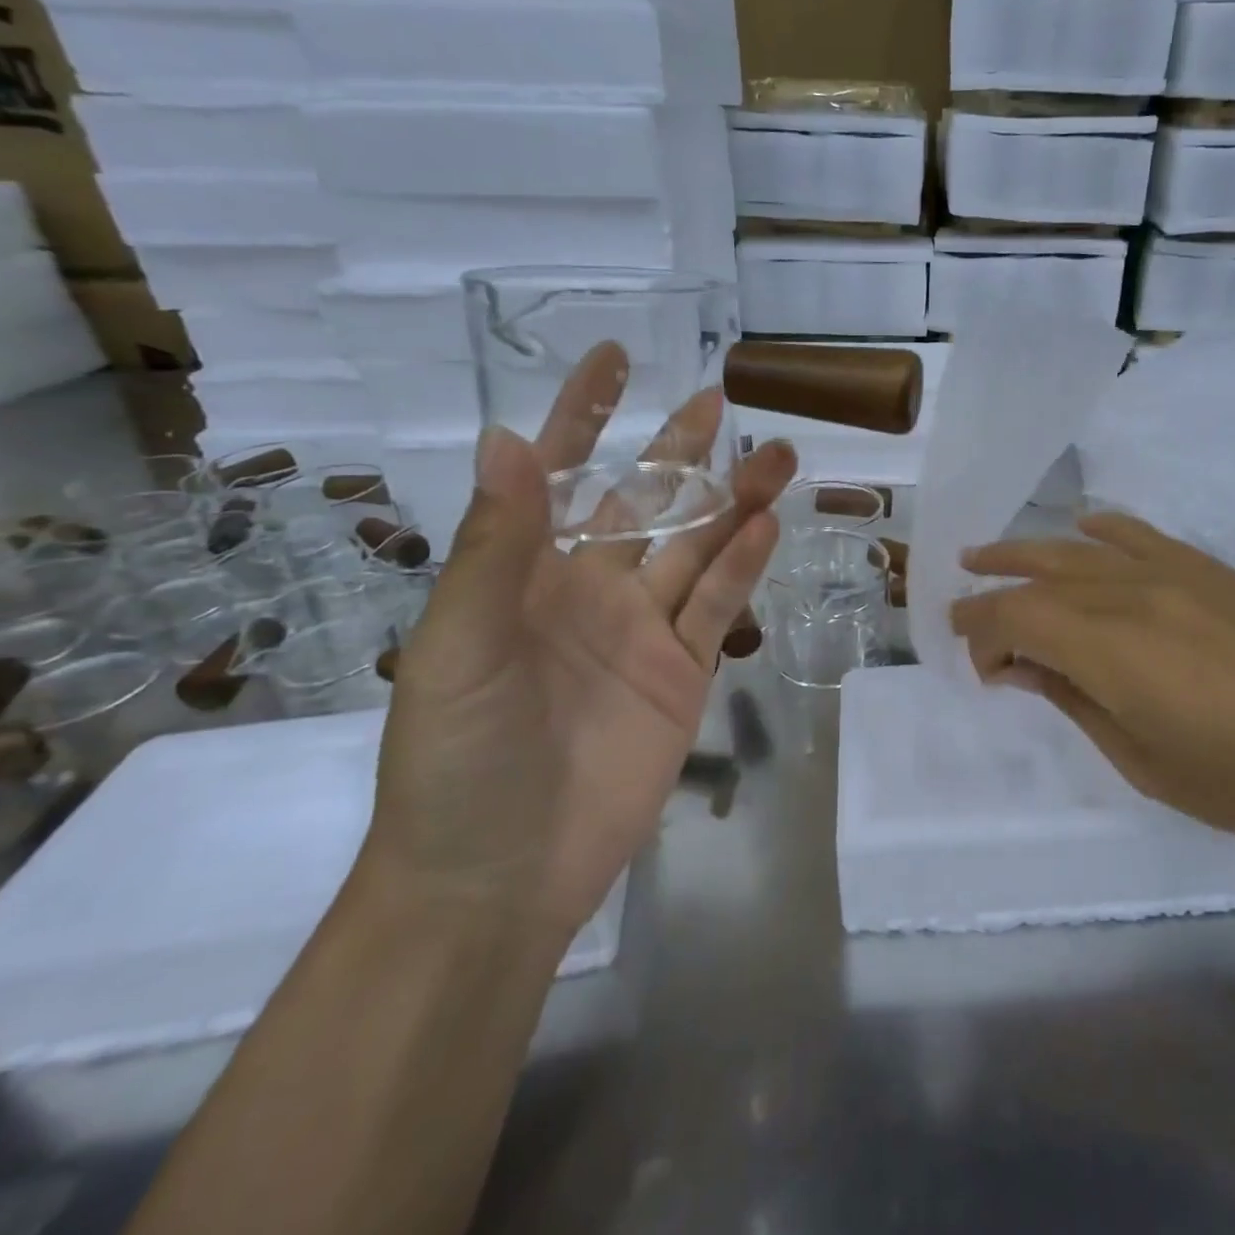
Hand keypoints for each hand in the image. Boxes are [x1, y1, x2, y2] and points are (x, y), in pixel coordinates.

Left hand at [362, 344, 796, 940]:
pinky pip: (717, 607)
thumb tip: (504, 439)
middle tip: (720, 400)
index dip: (582, 415)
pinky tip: (767, 525)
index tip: (614, 359)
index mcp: (524, 573)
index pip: (555, 476)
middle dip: (678, 451)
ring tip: (777, 455)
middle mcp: (588, 589)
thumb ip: (495, 548)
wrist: (500, 875)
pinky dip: (742, 566)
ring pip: (696, 549)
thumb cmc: (457, 757)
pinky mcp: (684, 674)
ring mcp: (642, 631)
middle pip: (644, 504)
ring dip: (732, 502)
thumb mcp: (462, 645)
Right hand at [949, 512, 1234, 856]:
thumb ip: (1074, 701)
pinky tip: (1082, 527)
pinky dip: (1101, 528)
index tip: (982, 668)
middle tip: (961, 604)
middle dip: (991, 591)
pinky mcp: (1208, 569)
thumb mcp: (1141, 761)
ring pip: (1078, 549)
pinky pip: (1140, 534)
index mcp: (1108, 650)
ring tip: (986, 555)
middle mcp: (1130, 596)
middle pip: (1037, 578)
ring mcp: (1172, 573)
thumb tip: (1024, 668)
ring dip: (1025, 552)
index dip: (983, 635)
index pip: (1016, 619)